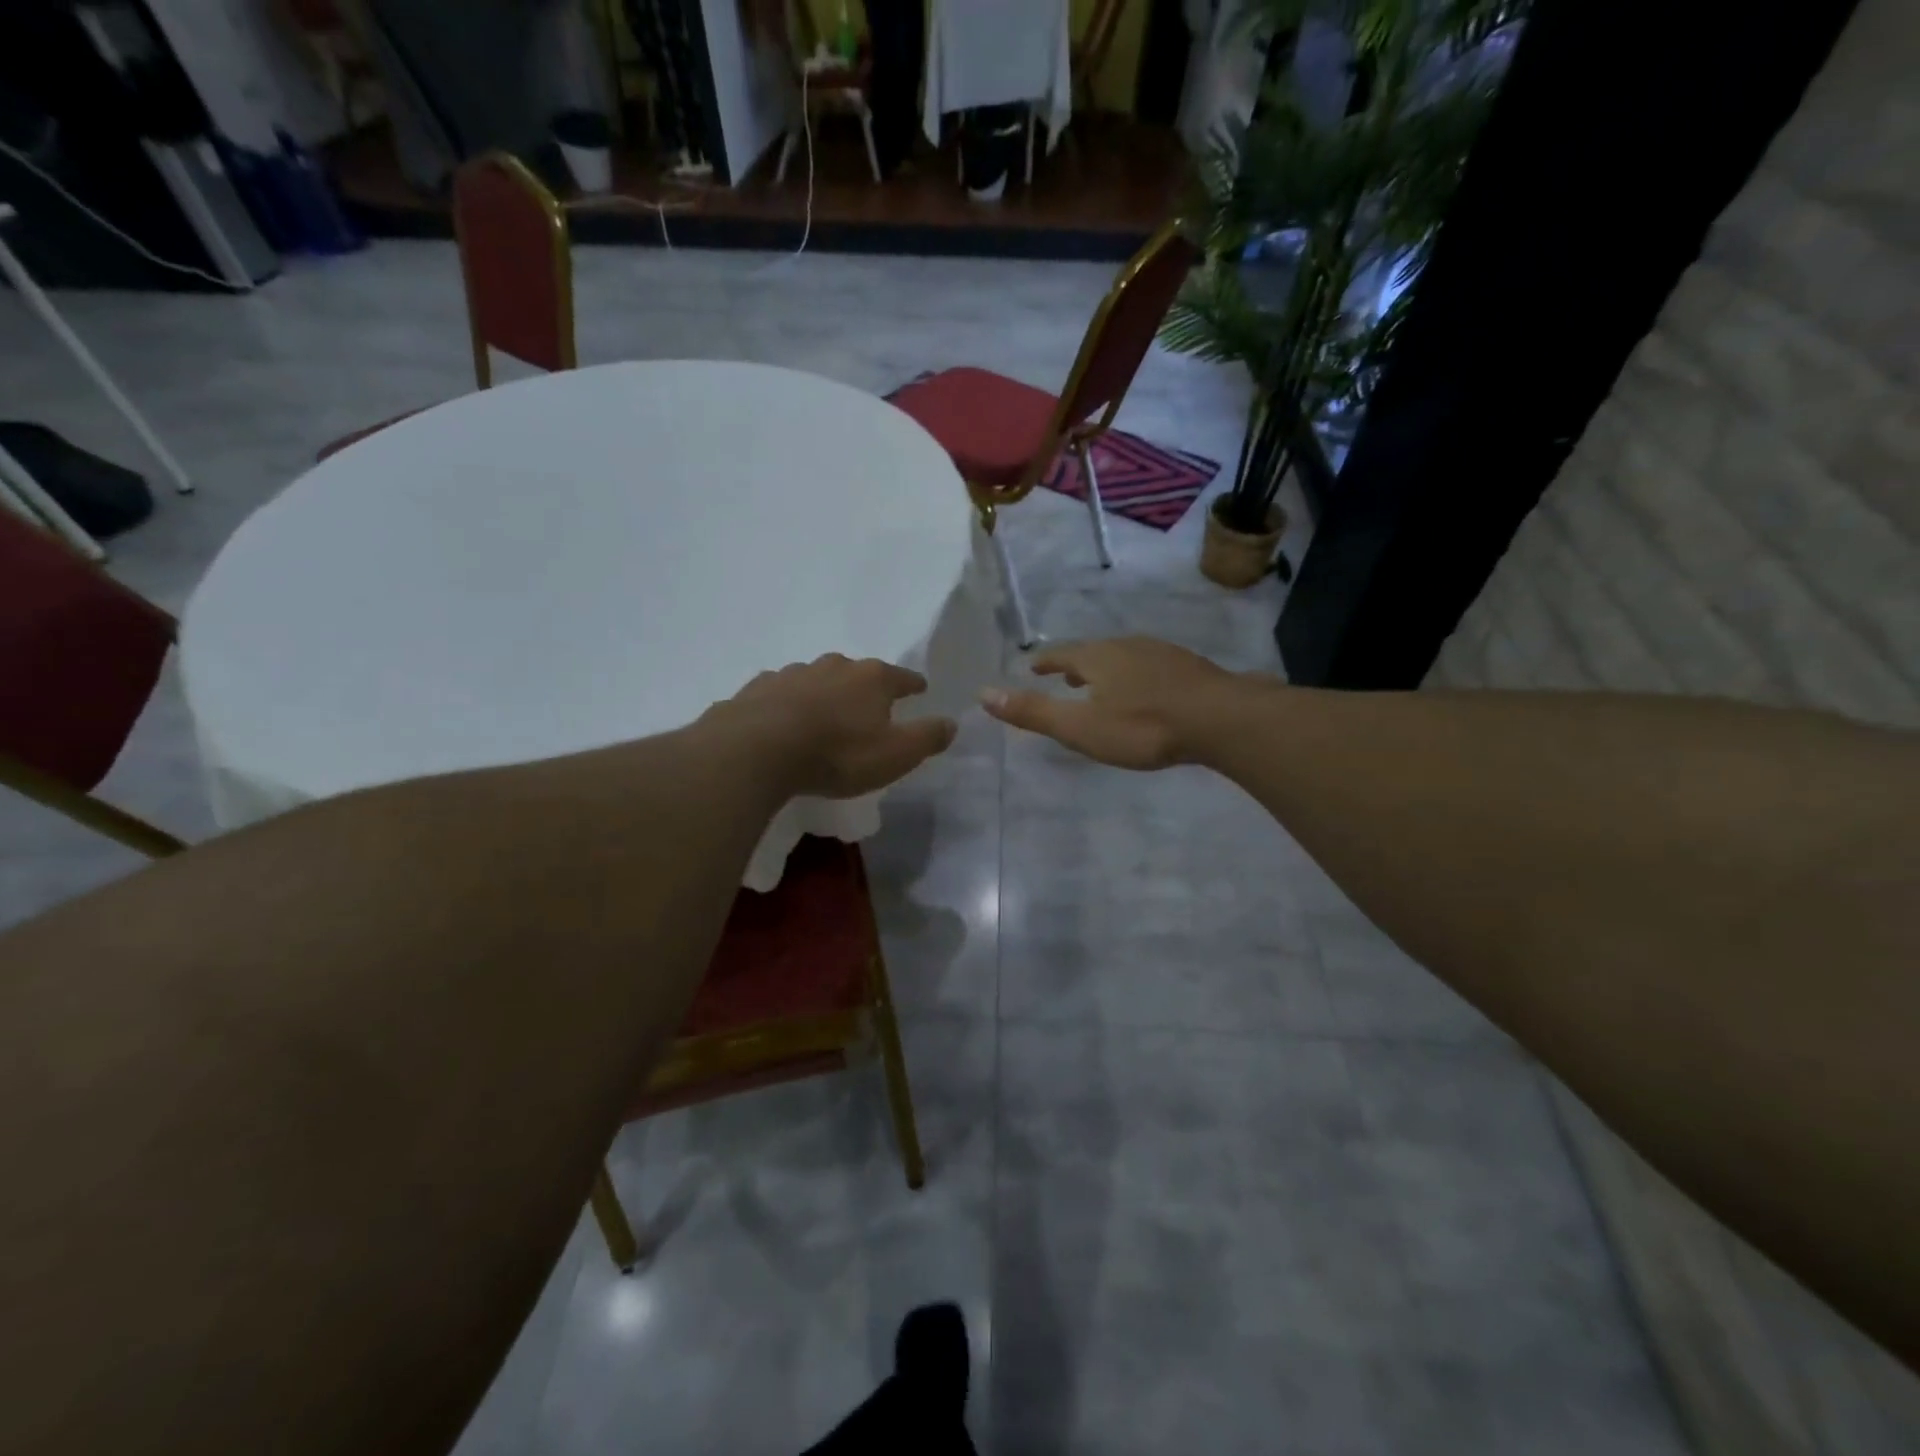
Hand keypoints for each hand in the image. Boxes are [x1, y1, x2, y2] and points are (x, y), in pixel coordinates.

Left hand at [709, 654, 957, 798]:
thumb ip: (927, 737)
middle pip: (858, 672)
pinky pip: (781, 693)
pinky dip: (788, 703)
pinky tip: (784, 719)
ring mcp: (793, 673)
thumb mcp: (896, 754)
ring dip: (825, 693)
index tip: (920, 689)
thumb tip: (952, 723)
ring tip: (825, 714)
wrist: (758, 750)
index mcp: (872, 678)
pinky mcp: (758, 688)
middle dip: (865, 686)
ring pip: (817, 679)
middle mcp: (834, 665)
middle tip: (869, 705)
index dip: (913, 684)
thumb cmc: (838, 754)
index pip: (903, 677)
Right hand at [979, 637, 1241, 769]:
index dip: (1045, 662)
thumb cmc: (1143, 727)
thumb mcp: (1080, 727)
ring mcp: (1162, 654)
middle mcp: (1127, 647)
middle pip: (1093, 652)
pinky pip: (1151, 666)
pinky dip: (1136, 675)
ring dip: (1107, 669)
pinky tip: (1147, 691)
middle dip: (1076, 665)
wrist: (1220, 719)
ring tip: (1102, 684)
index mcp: (1097, 658)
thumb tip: (983, 694)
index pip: (1062, 655)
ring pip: (1124, 657)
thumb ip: (1034, 712)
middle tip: (1064, 677)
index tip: (1033, 667)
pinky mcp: (1190, 667)